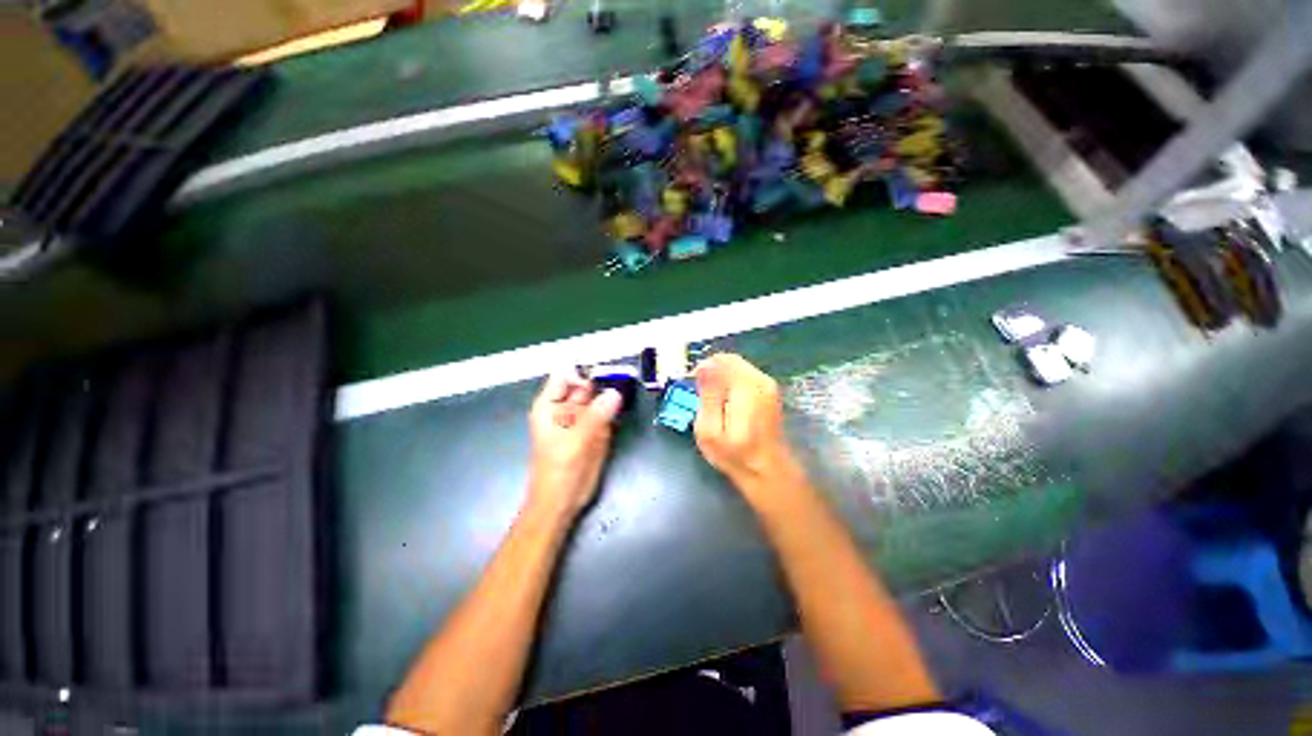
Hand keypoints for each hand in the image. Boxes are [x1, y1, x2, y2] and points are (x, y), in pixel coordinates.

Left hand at [527, 372, 622, 518]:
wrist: (562, 502)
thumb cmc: (560, 471)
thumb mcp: (576, 441)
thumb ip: (596, 415)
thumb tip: (615, 393)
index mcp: (550, 406)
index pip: (565, 376)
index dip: (584, 371)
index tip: (607, 372)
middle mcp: (565, 408)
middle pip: (585, 385)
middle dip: (604, 380)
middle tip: (627, 374)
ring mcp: (581, 419)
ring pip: (599, 397)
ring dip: (613, 392)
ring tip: (630, 385)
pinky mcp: (595, 430)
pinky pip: (607, 412)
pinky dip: (616, 408)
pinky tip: (626, 406)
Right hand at [694, 354, 804, 496]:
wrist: (767, 469)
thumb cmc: (734, 454)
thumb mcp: (710, 430)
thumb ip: (708, 395)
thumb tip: (705, 366)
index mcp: (746, 389)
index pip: (720, 361)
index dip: (702, 369)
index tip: (693, 386)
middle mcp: (760, 380)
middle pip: (729, 360)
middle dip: (712, 371)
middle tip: (701, 393)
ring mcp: (768, 384)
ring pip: (737, 365)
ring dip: (721, 376)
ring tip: (713, 399)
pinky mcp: (769, 389)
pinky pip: (744, 373)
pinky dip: (731, 381)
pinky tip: (726, 401)